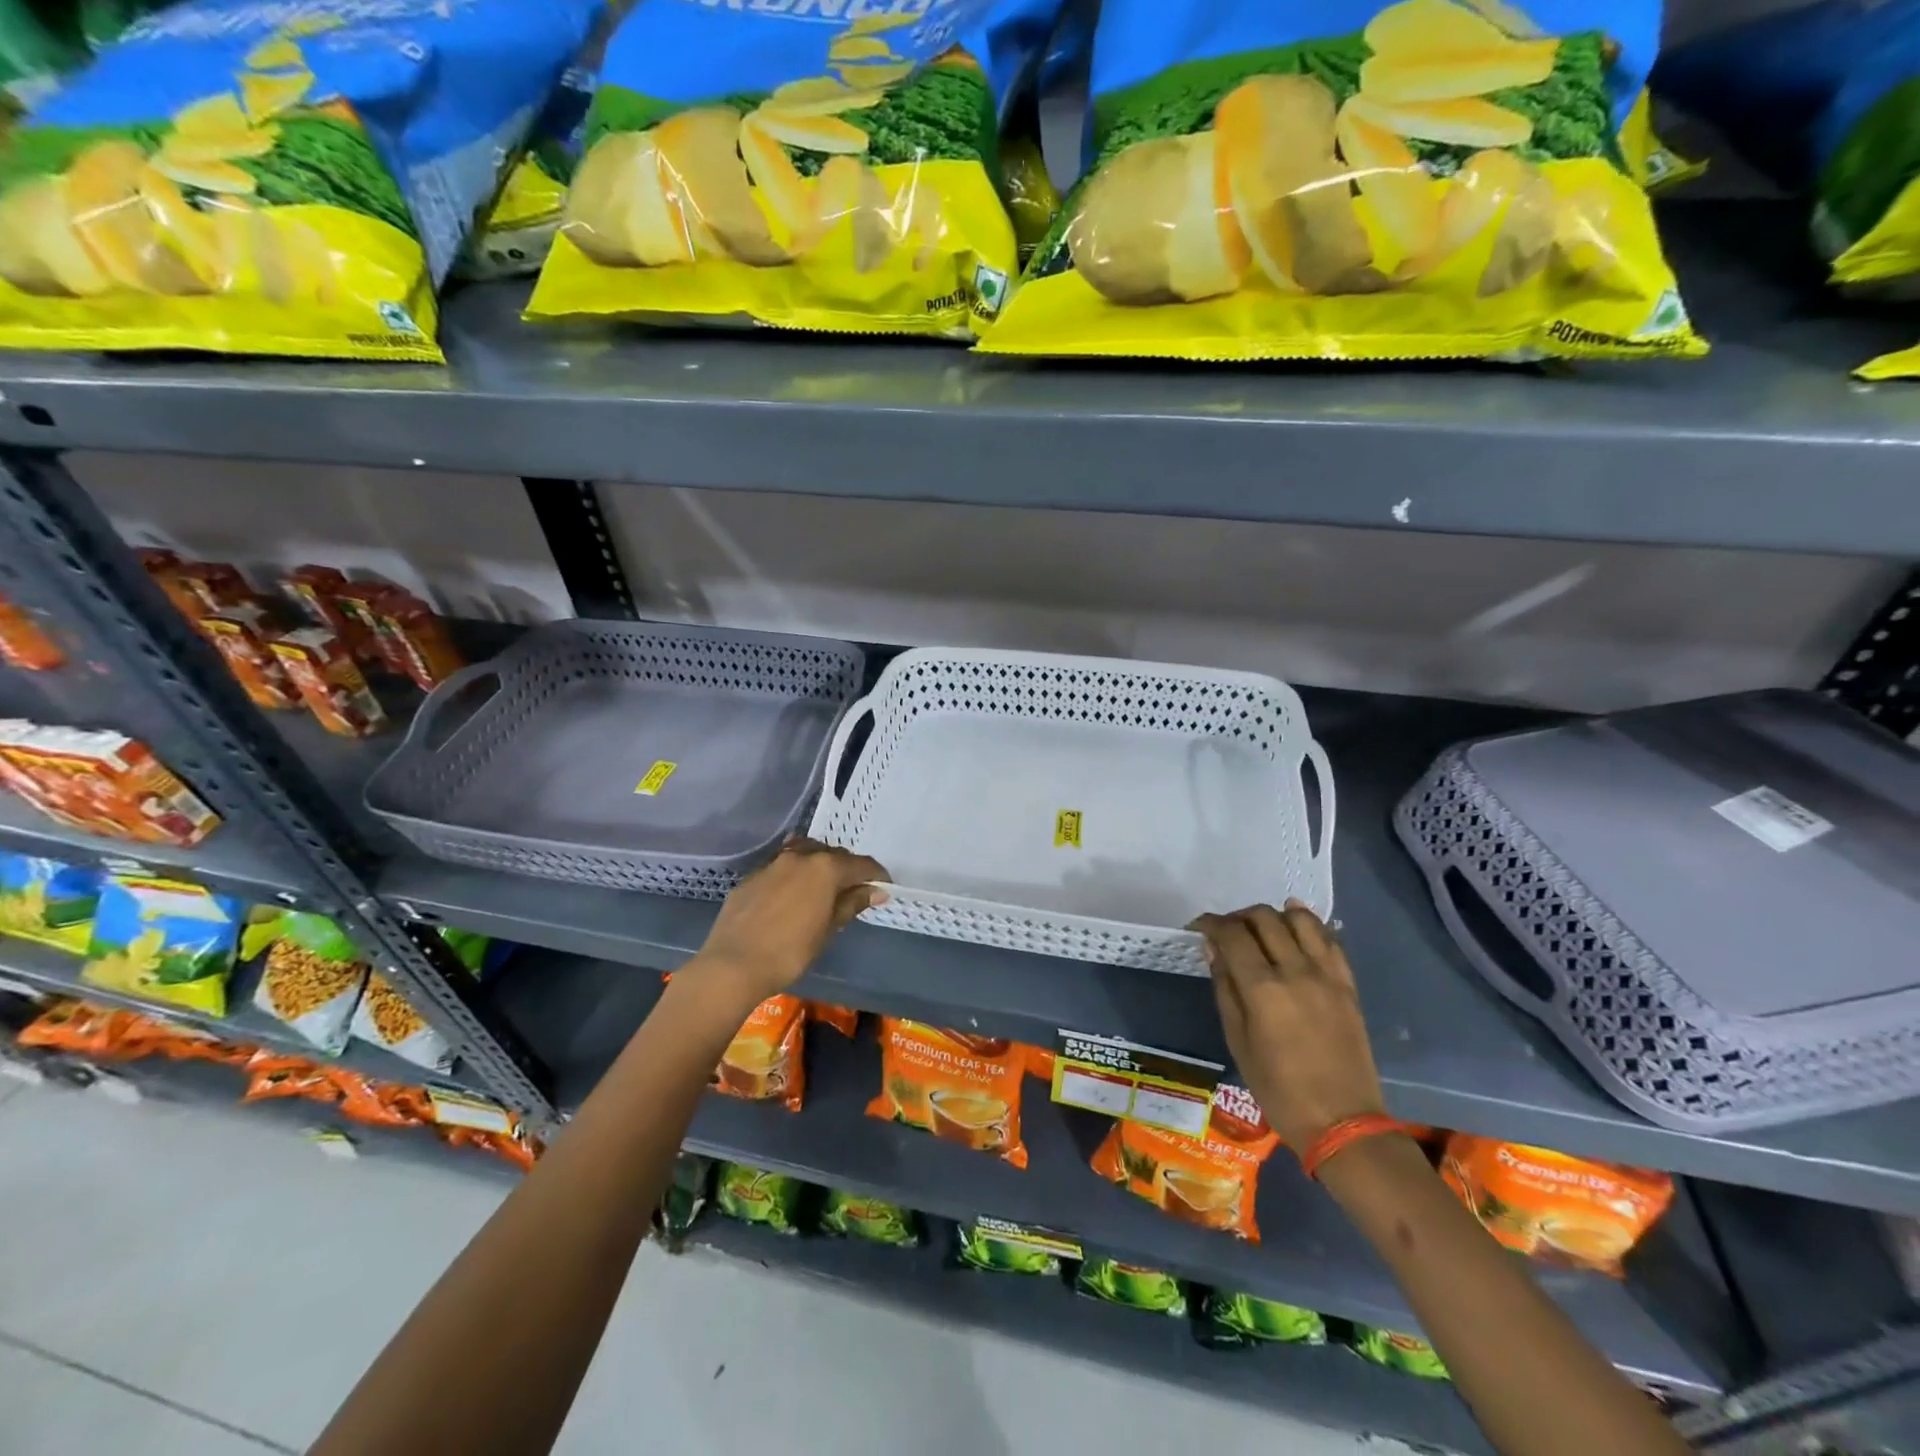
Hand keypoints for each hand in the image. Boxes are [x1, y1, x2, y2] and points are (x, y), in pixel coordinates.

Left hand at [691, 837, 888, 1004]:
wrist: (733, 963)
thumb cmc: (790, 951)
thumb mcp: (828, 929)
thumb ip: (851, 904)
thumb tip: (875, 891)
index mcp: (825, 867)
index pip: (861, 864)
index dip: (877, 875)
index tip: (884, 888)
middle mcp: (801, 856)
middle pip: (833, 854)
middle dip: (848, 869)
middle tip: (854, 890)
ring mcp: (773, 863)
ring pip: (805, 852)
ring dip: (819, 864)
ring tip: (823, 885)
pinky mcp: (752, 875)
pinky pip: (781, 865)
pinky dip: (794, 873)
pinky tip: (792, 892)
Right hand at [1191, 901, 1385, 1151]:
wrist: (1343, 1122)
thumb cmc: (1278, 1090)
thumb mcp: (1237, 1041)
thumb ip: (1225, 988)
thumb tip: (1214, 950)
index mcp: (1263, 988)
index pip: (1232, 934)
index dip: (1210, 923)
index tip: (1198, 927)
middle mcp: (1296, 971)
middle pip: (1264, 918)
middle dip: (1238, 917)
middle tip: (1227, 932)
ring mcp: (1327, 975)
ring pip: (1300, 918)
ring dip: (1274, 916)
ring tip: (1262, 930)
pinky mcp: (1348, 984)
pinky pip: (1329, 939)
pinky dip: (1308, 926)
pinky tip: (1294, 930)